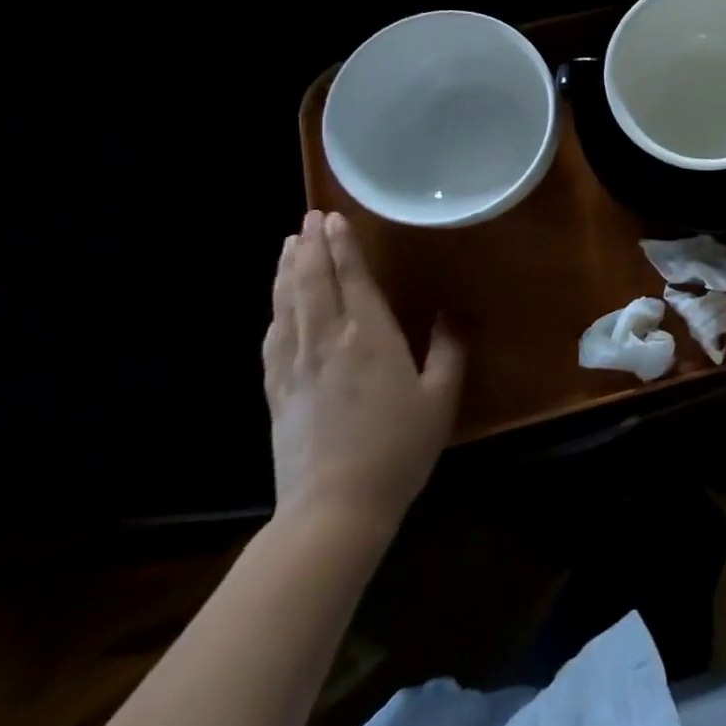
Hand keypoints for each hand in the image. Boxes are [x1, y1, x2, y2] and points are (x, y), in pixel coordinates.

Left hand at [262, 211, 465, 535]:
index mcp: (369, 338)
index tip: (333, 218)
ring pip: (286, 306)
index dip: (342, 248)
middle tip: (309, 219)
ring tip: (288, 246)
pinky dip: (274, 311)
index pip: (351, 280)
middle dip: (311, 249)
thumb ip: (449, 350)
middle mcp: (326, 342)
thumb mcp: (441, 397)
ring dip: (287, 272)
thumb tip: (454, 313)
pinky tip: (276, 303)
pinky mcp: (276, 391)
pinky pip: (272, 338)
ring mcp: (295, 366)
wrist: (334, 506)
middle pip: (313, 285)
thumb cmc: (399, 447)